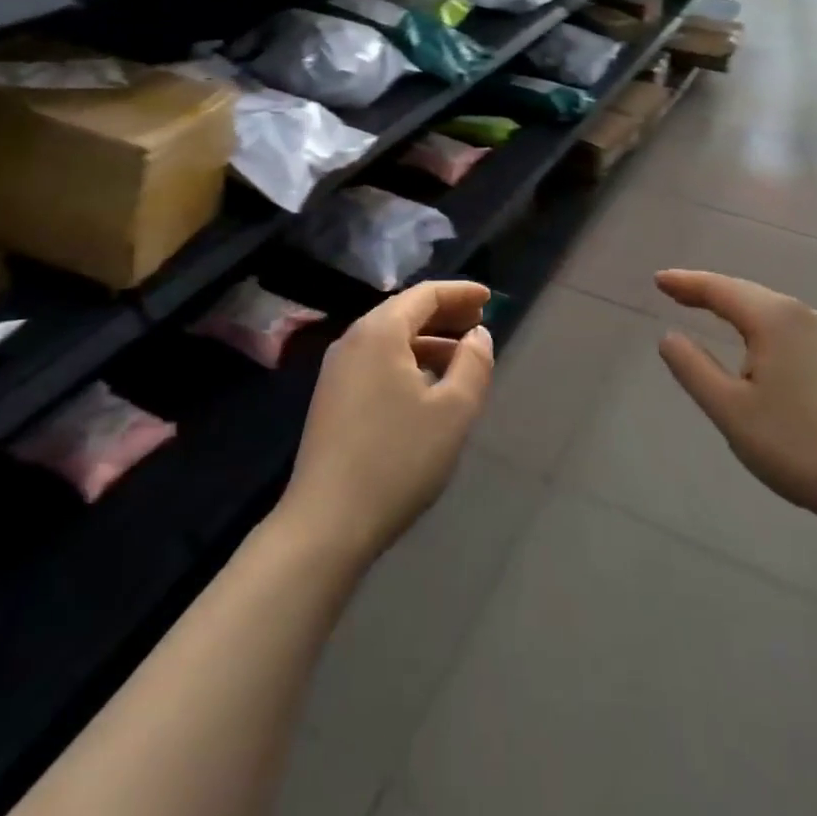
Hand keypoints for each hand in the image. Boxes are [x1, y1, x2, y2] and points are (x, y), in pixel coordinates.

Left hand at [281, 280, 494, 564]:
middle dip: (445, 314)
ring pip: (390, 339)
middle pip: (405, 312)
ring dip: (428, 341)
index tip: (489, 297)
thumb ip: (473, 363)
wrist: (327, 523)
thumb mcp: (453, 411)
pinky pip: (377, 362)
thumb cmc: (398, 459)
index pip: (425, 294)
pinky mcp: (332, 398)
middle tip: (479, 323)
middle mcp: (353, 340)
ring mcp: (337, 370)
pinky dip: (408, 361)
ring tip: (461, 358)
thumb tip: (478, 335)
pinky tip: (428, 387)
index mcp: (380, 332)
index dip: (460, 292)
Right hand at [654, 270, 816, 537]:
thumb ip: (693, 368)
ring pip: (767, 309)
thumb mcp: (731, 410)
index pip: (720, 289)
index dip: (686, 283)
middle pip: (745, 292)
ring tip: (704, 307)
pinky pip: (784, 326)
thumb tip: (669, 336)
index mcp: (773, 319)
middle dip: (707, 290)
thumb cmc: (798, 445)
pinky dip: (756, 323)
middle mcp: (801, 316)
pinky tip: (751, 339)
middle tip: (673, 290)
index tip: (657, 280)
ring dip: (733, 305)